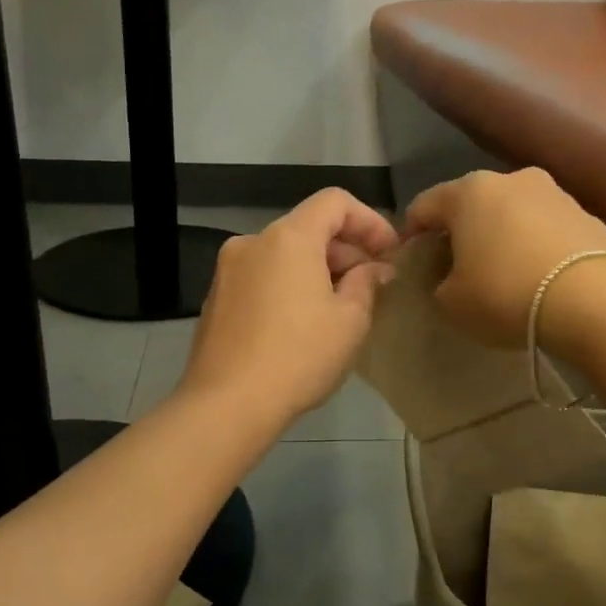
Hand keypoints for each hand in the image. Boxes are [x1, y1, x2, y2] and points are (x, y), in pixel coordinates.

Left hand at [178, 189, 399, 426]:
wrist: (227, 403)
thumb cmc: (299, 356)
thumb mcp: (350, 321)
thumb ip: (366, 283)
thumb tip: (374, 269)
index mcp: (288, 237)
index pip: (335, 201)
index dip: (370, 221)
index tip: (390, 253)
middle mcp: (253, 242)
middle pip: (308, 227)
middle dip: (345, 249)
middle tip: (372, 284)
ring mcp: (228, 270)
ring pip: (284, 254)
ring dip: (317, 269)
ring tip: (341, 306)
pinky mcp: (216, 298)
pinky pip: (263, 276)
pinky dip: (289, 285)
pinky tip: (303, 322)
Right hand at [404, 168, 605, 348]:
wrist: (593, 301)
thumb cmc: (505, 294)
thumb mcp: (452, 302)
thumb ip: (439, 285)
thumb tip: (448, 279)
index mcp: (468, 192)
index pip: (423, 206)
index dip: (411, 234)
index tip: (411, 260)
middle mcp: (510, 179)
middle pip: (471, 204)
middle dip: (459, 231)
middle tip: (455, 265)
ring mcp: (554, 192)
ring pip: (511, 212)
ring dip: (500, 235)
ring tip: (500, 270)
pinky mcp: (587, 213)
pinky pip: (545, 227)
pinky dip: (534, 244)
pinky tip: (536, 275)